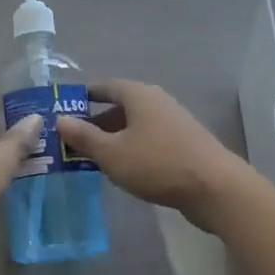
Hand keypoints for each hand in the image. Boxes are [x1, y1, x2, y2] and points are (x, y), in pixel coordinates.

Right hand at [58, 80, 246, 231]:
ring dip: (115, 137)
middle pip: (121, 106)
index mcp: (139, 95)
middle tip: (75, 140)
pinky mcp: (186, 143)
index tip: (66, 109)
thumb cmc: (157, 164)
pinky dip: (133, 148)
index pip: (106, 86)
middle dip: (97, 122)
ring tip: (95, 157)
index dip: (85, 97)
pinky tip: (125, 168)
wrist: (215, 188)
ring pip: (136, 125)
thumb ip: (84, 137)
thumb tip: (59, 119)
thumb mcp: (112, 153)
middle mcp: (157, 101)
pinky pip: (150, 139)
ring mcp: (175, 122)